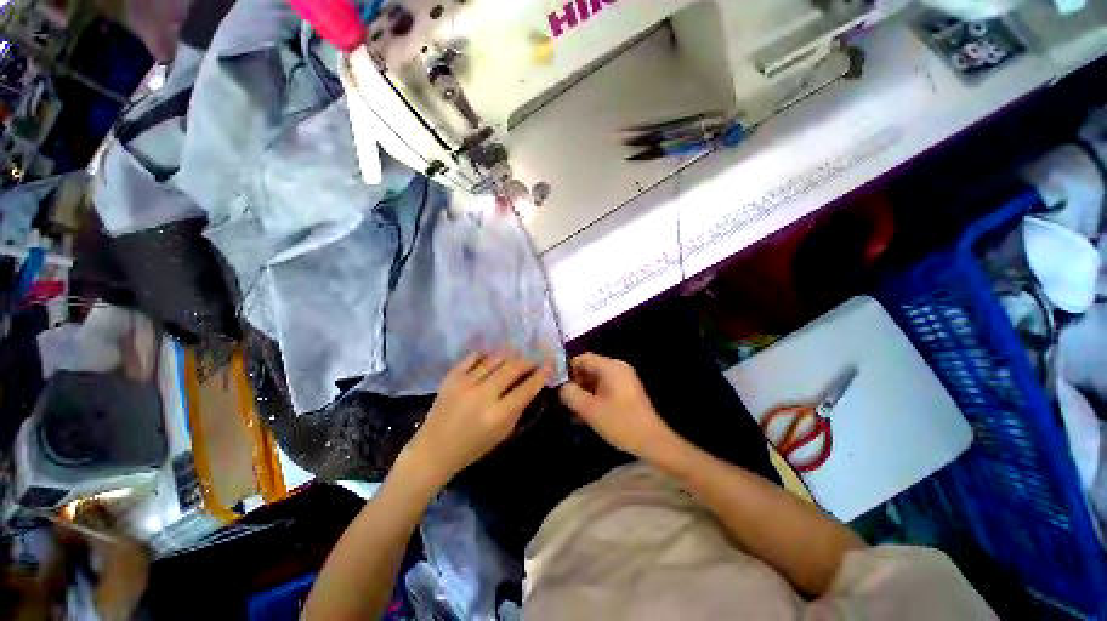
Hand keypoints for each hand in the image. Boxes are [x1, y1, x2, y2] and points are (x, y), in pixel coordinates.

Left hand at [403, 352, 550, 488]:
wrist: (433, 450)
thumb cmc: (473, 447)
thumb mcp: (503, 433)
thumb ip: (519, 407)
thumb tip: (531, 383)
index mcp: (498, 415)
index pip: (527, 387)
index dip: (542, 374)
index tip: (550, 364)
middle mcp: (483, 395)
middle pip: (513, 367)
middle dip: (528, 361)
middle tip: (534, 360)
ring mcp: (465, 383)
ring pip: (496, 358)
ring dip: (510, 355)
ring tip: (516, 357)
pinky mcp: (451, 376)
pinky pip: (474, 356)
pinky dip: (486, 354)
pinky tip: (492, 357)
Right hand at [558, 353, 676, 460]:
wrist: (652, 442)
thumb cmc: (620, 422)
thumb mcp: (590, 409)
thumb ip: (571, 394)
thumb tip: (561, 387)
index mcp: (611, 367)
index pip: (583, 358)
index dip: (567, 370)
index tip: (557, 386)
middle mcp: (618, 368)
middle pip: (589, 368)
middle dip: (575, 384)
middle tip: (564, 401)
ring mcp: (623, 380)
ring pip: (595, 380)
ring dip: (583, 393)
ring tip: (572, 411)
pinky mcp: (625, 392)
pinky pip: (604, 388)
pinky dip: (593, 398)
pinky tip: (585, 415)